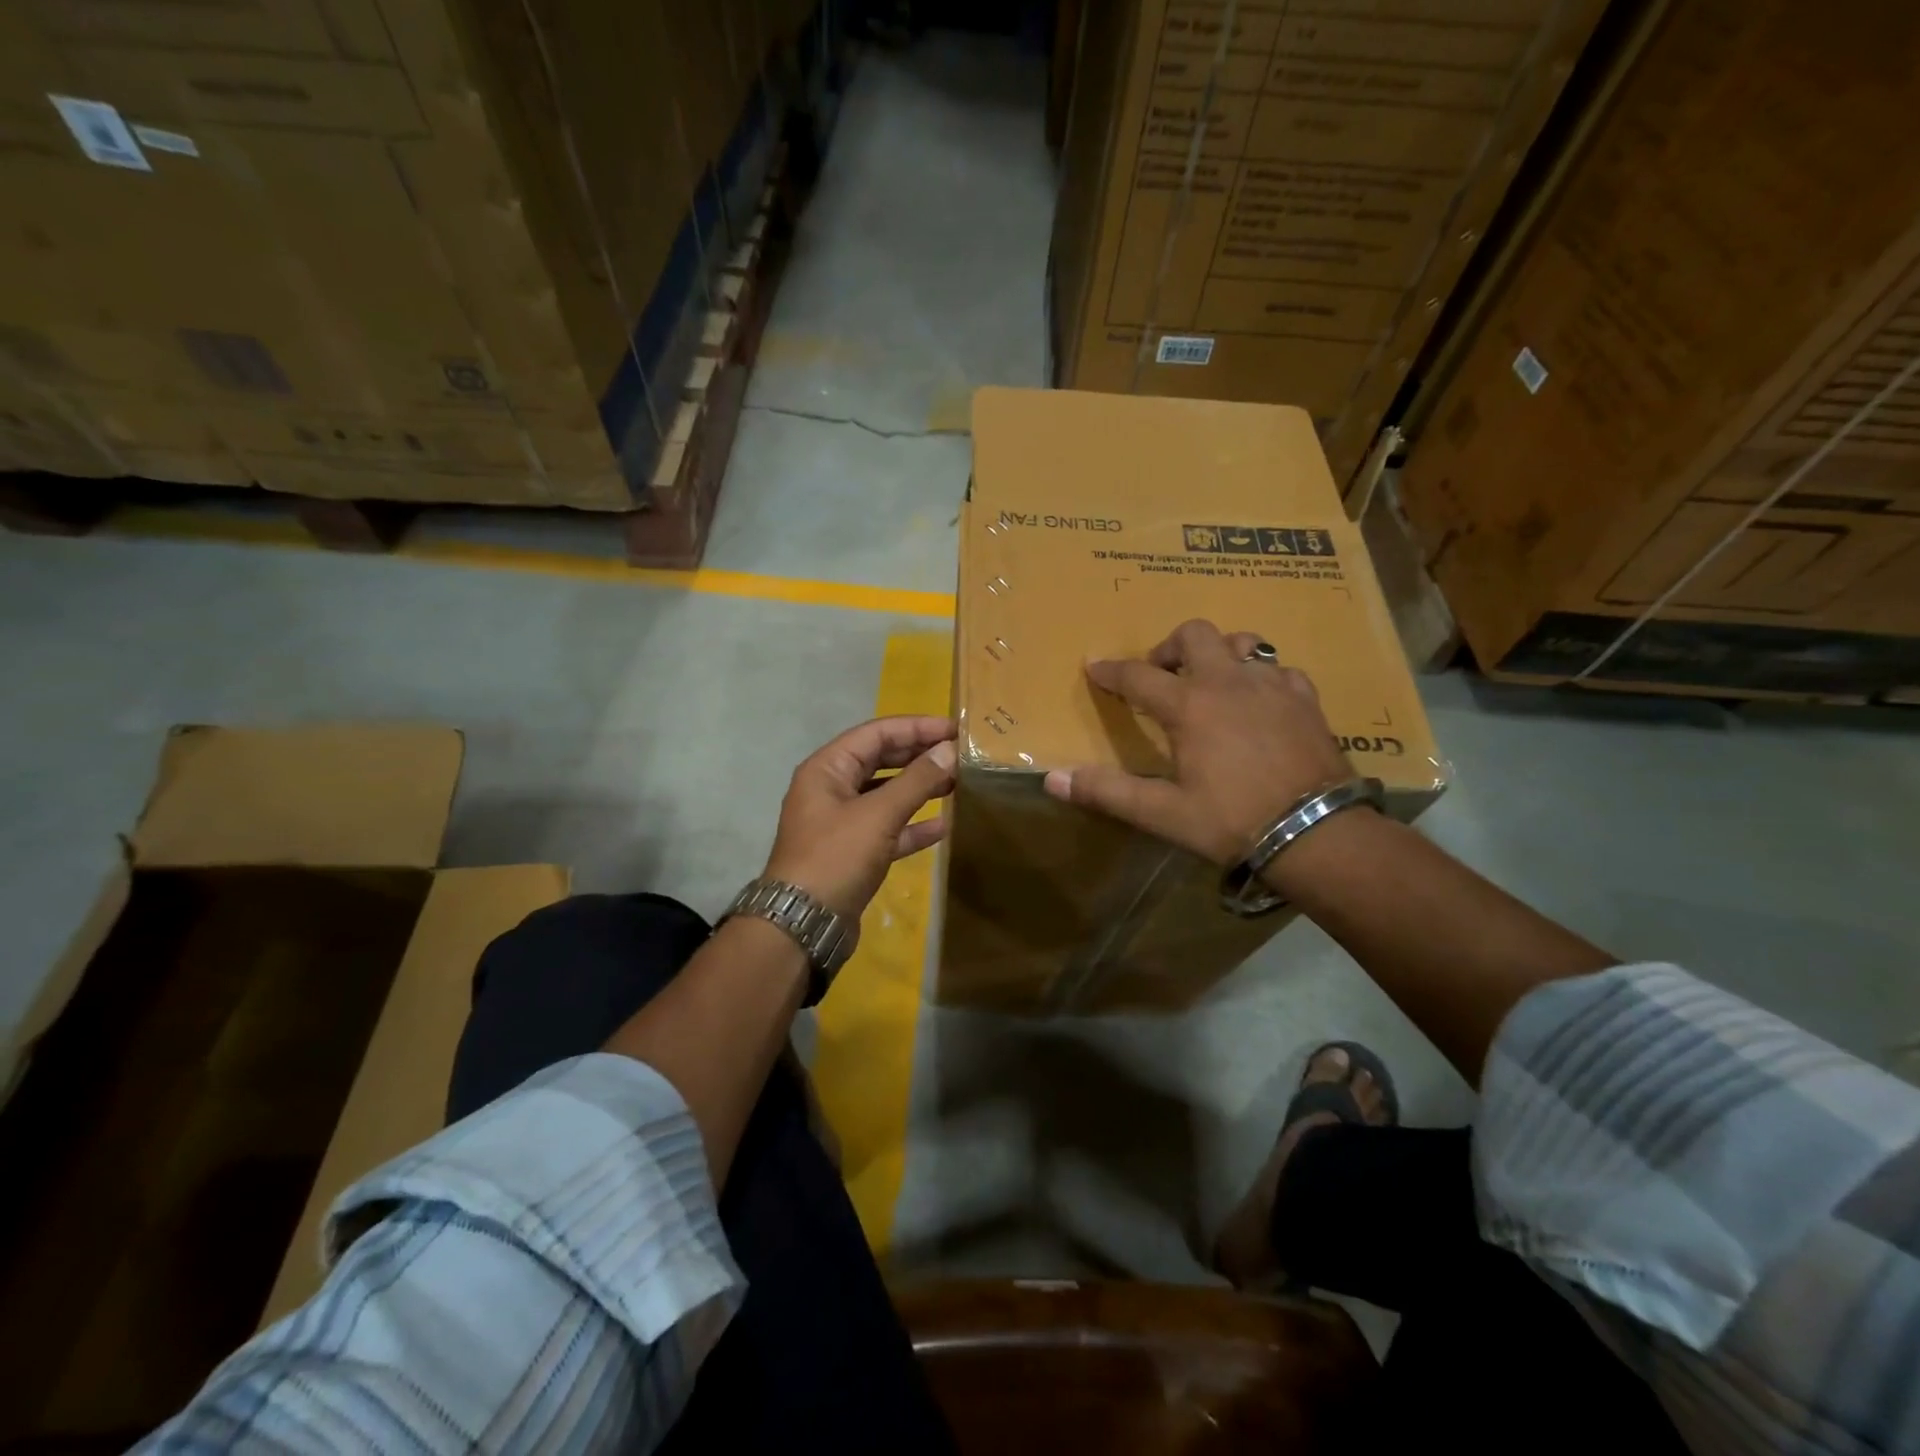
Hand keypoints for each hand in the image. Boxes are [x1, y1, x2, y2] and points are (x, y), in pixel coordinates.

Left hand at [764, 715, 957, 918]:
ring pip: (886, 794)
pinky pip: (887, 829)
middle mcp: (831, 789)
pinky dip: (912, 826)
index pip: (876, 733)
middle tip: (960, 754)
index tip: (955, 730)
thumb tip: (949, 750)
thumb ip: (916, 781)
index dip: (916, 728)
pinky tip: (943, 826)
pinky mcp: (853, 852)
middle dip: (919, 755)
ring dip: (919, 788)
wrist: (803, 924)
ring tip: (957, 782)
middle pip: (881, 760)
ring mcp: (841, 822)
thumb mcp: (878, 815)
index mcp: (827, 769)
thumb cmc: (836, 858)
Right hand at [1042, 619, 1352, 864]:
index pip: (1137, 675)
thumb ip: (1107, 792)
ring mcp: (1272, 685)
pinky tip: (1260, 704)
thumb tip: (1052, 779)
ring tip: (1212, 683)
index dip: (1110, 670)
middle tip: (1161, 677)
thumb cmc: (1232, 822)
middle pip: (1194, 634)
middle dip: (1169, 648)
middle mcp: (1228, 682)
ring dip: (1219, 654)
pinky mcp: (1306, 699)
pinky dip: (1260, 677)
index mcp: (1189, 705)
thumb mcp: (1163, 813)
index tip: (1094, 667)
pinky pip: (1279, 669)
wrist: (1318, 833)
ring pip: (1243, 642)